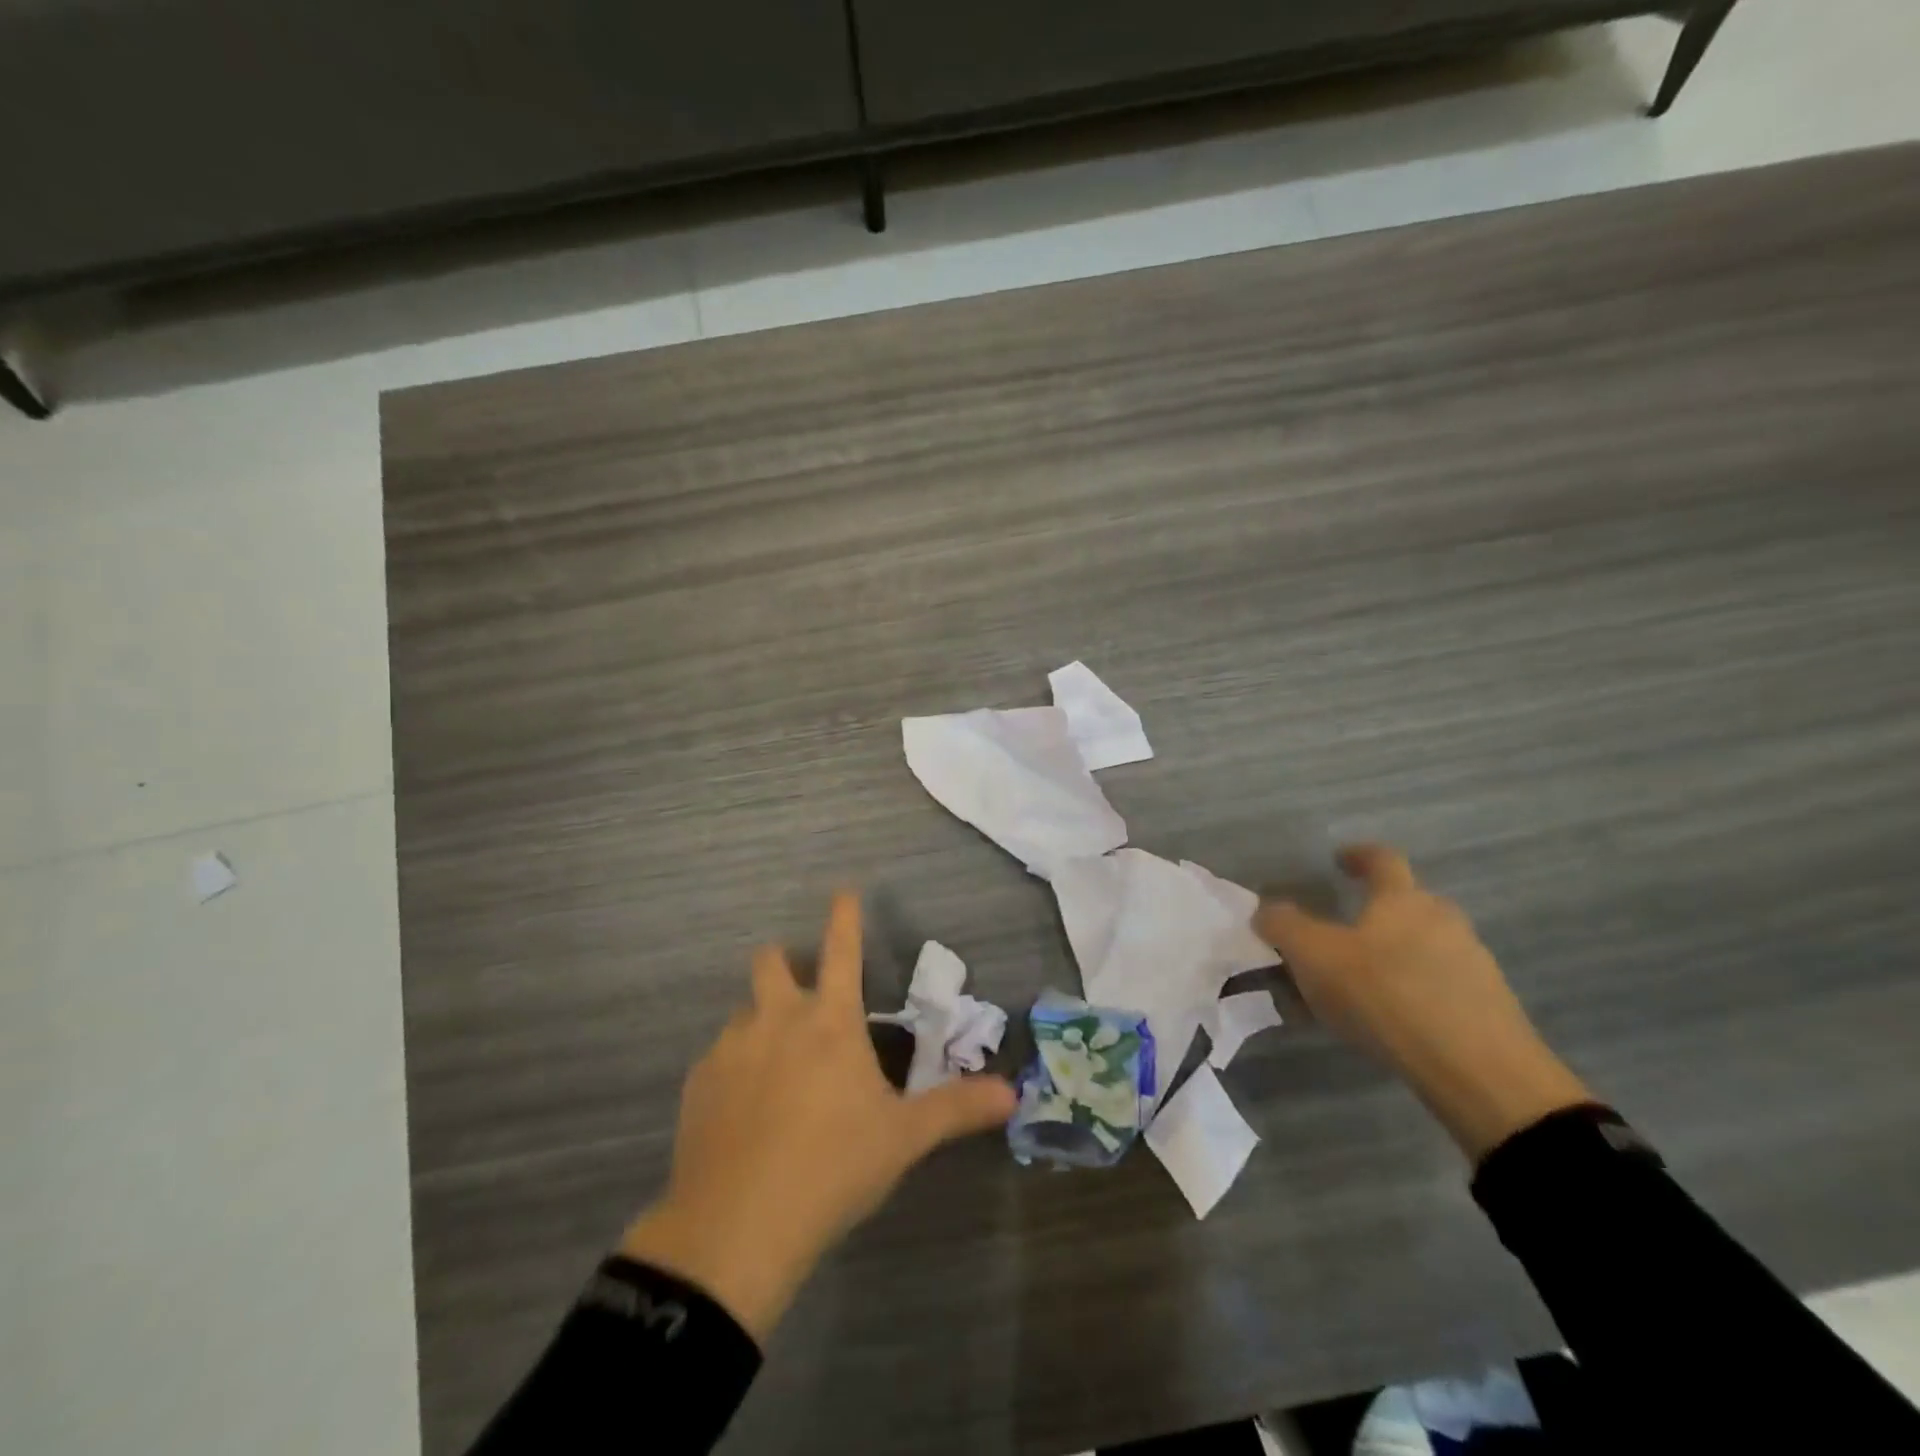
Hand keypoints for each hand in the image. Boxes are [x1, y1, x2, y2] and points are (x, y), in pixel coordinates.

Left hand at [620, 891, 1016, 1341]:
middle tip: (802, 990)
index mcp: (829, 1022)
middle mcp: (776, 1020)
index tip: (844, 889)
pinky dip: (736, 1067)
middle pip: (771, 961)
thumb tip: (1012, 1094)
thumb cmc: (831, 1169)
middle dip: (785, 961)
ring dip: (762, 1022)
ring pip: (744, 1012)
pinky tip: (744, 1111)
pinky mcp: (697, 1083)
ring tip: (777, 1068)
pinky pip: (719, 1057)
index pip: (842, 950)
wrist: (735, 1229)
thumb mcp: (902, 1139)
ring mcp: (730, 1048)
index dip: (845, 916)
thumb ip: (956, 1109)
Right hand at [1256, 844, 1590, 1161]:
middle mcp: (1443, 919)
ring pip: (1425, 943)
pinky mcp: (1489, 1005)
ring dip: (1395, 952)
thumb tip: (1265, 909)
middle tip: (1343, 931)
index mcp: (1403, 899)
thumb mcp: (1315, 957)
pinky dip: (1414, 988)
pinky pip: (1441, 982)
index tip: (1339, 860)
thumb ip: (1284, 927)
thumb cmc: (1387, 996)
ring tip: (1362, 982)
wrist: (1479, 1072)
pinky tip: (1393, 1017)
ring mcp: (1473, 962)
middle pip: (1408, 901)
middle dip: (1376, 910)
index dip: (1358, 855)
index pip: (1382, 859)